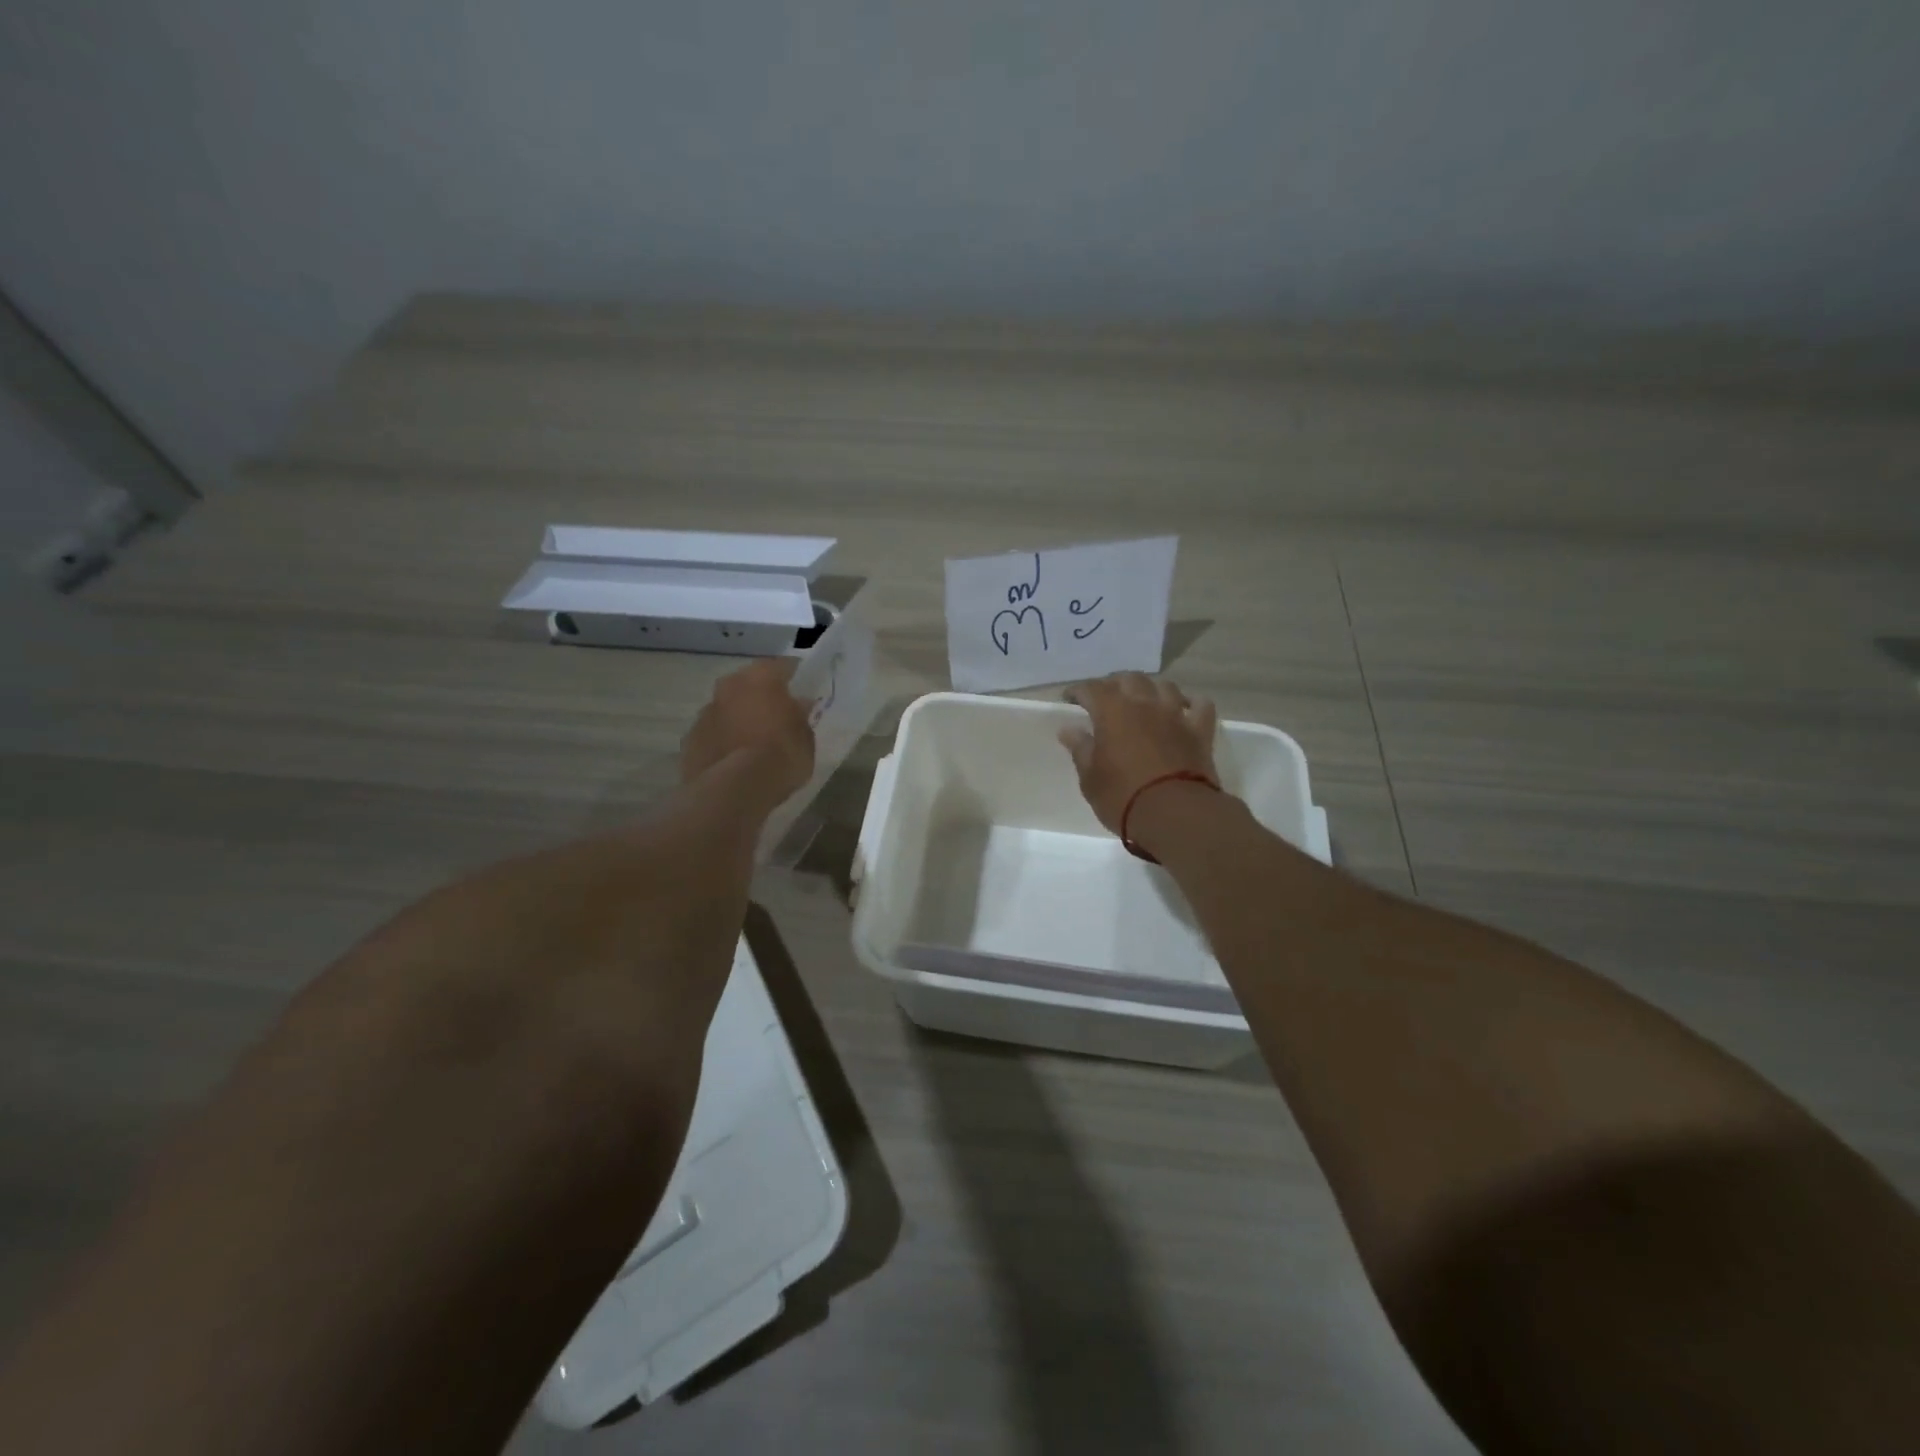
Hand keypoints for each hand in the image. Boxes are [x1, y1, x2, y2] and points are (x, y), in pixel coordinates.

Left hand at [681, 658, 814, 811]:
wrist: (735, 789)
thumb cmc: (781, 755)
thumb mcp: (805, 736)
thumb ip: (799, 716)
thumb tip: (796, 706)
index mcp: (761, 678)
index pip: (782, 666)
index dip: (794, 677)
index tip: (803, 688)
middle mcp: (729, 686)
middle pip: (748, 684)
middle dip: (760, 696)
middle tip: (776, 716)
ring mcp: (705, 713)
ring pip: (726, 709)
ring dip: (738, 718)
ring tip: (754, 743)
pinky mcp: (690, 740)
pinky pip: (712, 734)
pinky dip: (723, 741)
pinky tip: (734, 761)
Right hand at [1060, 673, 1219, 834]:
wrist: (1175, 814)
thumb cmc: (1123, 797)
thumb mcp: (1090, 778)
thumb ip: (1080, 748)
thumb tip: (1069, 730)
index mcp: (1112, 711)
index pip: (1091, 688)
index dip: (1078, 691)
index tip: (1069, 700)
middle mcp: (1145, 704)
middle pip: (1129, 679)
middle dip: (1114, 684)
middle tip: (1105, 698)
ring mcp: (1176, 715)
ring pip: (1164, 686)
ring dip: (1150, 689)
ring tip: (1143, 700)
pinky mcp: (1200, 731)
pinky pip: (1200, 706)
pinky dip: (1191, 704)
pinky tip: (1185, 709)